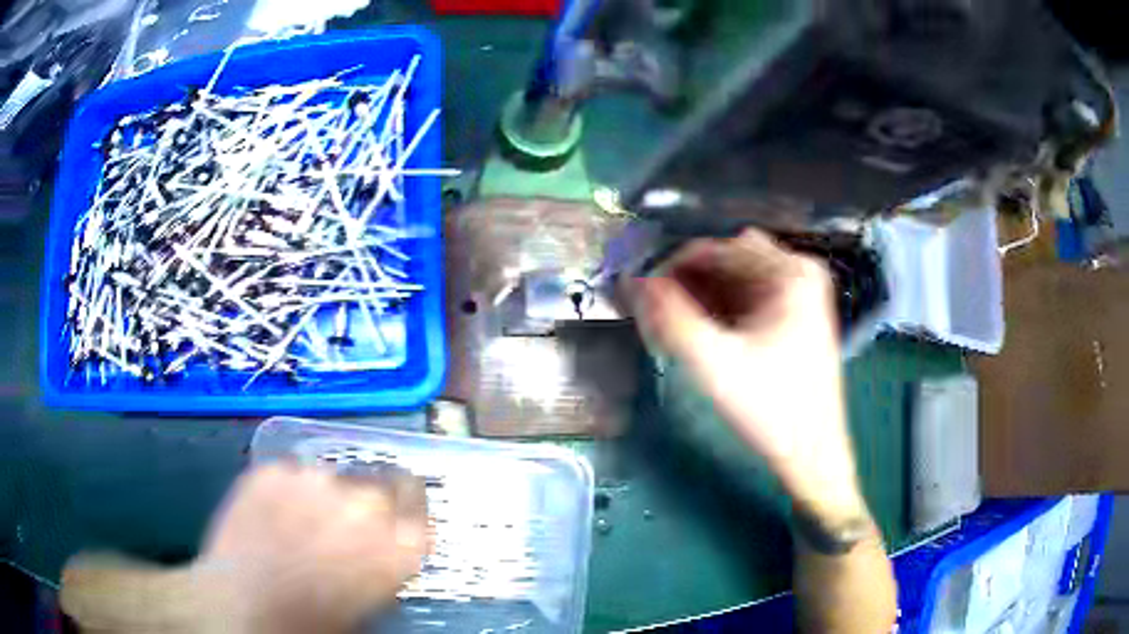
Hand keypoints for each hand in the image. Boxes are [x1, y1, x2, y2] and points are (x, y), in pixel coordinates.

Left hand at [197, 463, 427, 633]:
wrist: (242, 607)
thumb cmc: (312, 622)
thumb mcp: (367, 603)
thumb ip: (385, 565)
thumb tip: (381, 548)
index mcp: (396, 544)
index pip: (418, 504)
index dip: (409, 508)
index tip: (399, 511)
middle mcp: (363, 504)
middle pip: (379, 486)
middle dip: (365, 504)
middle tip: (341, 526)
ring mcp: (314, 481)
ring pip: (332, 478)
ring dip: (324, 497)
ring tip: (300, 524)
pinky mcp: (273, 470)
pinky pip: (291, 475)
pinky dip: (287, 491)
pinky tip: (273, 517)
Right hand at [629, 228, 866, 524]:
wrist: (811, 455)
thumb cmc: (772, 410)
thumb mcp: (716, 365)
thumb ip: (671, 318)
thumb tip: (634, 282)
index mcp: (790, 272)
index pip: (717, 249)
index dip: (672, 268)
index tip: (640, 295)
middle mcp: (798, 271)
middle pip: (725, 261)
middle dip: (686, 284)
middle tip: (655, 316)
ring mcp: (799, 293)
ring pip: (734, 280)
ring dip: (699, 297)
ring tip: (670, 329)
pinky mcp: (794, 315)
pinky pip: (746, 297)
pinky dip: (718, 310)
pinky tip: (697, 334)